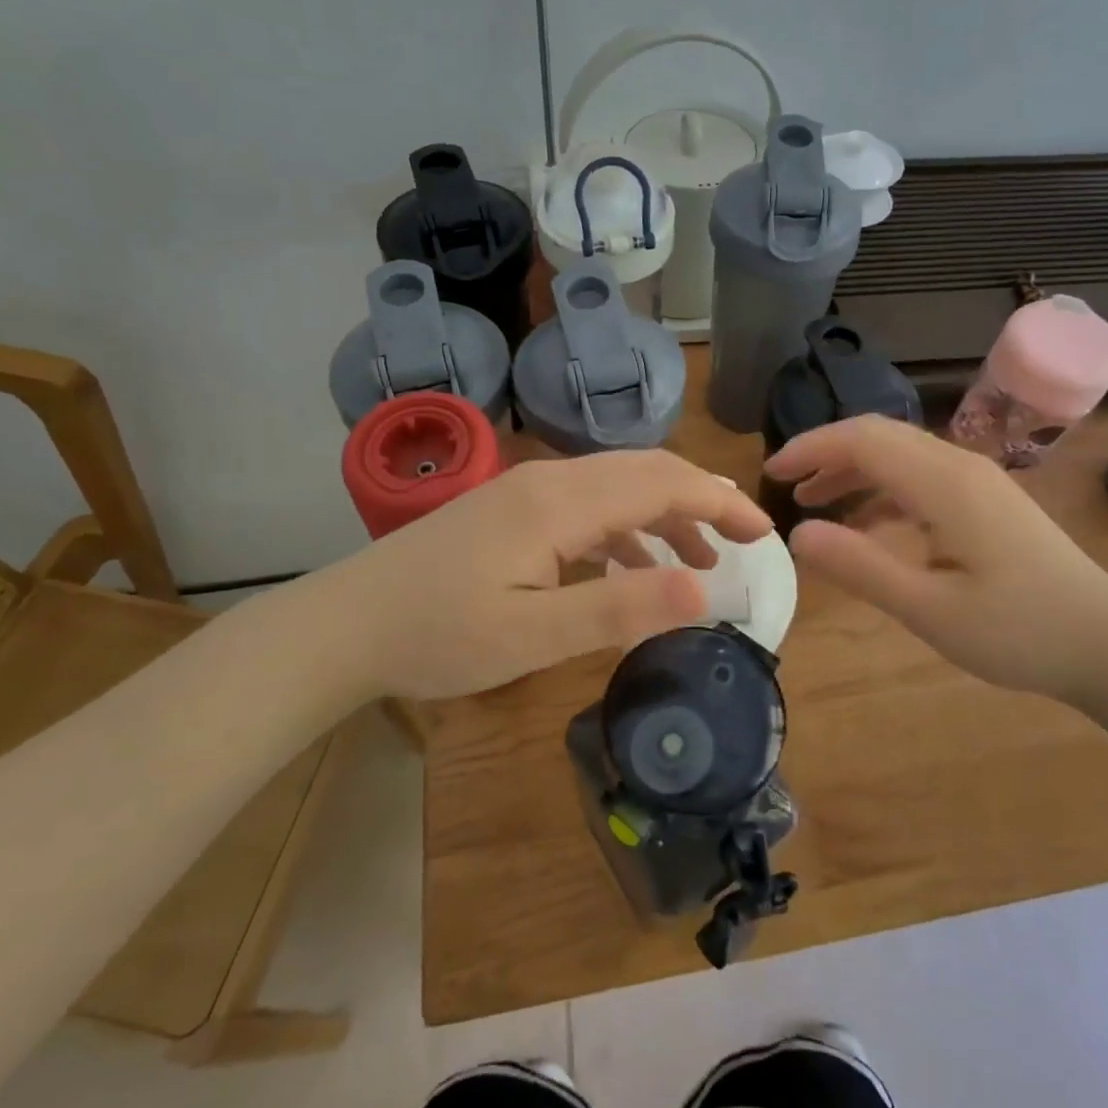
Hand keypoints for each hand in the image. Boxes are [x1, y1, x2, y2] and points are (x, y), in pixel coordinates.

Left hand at [323, 451, 772, 701]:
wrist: (345, 624)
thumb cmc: (438, 635)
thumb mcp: (534, 635)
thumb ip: (620, 609)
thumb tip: (705, 592)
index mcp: (561, 502)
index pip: (662, 482)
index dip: (718, 502)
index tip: (762, 532)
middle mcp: (549, 481)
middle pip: (644, 472)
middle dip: (701, 501)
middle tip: (743, 541)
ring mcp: (526, 492)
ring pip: (616, 487)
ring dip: (663, 517)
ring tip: (697, 564)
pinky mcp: (511, 510)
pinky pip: (587, 507)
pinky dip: (625, 530)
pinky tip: (629, 569)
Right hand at [764, 415, 1107, 701]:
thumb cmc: (1018, 632)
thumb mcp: (929, 610)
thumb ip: (860, 567)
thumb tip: (798, 534)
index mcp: (944, 483)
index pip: (862, 440)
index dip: (811, 448)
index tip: (771, 473)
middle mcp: (960, 466)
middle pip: (879, 436)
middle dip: (827, 453)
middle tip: (786, 484)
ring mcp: (978, 481)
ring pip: (900, 454)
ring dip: (853, 470)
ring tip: (814, 501)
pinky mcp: (987, 501)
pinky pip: (921, 476)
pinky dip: (882, 489)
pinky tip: (867, 524)